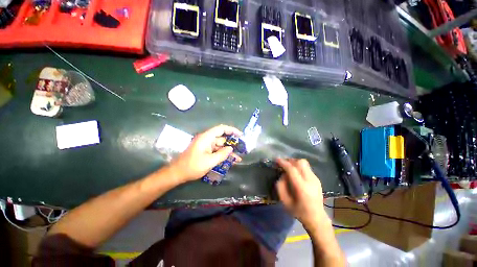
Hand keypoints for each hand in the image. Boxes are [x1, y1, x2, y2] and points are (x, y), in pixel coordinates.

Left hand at [168, 125, 242, 181]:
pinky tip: (231, 160)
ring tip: (239, 158)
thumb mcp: (210, 161)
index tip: (240, 135)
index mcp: (206, 138)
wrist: (177, 173)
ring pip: (220, 146)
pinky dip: (223, 154)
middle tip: (242, 148)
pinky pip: (217, 151)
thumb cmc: (193, 166)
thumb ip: (222, 154)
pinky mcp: (205, 151)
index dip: (232, 130)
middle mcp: (207, 139)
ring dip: (229, 151)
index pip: (221, 129)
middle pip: (222, 138)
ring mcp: (206, 145)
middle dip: (232, 143)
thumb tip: (231, 148)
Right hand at [275, 158, 329, 229]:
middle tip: (283, 164)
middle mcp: (310, 181)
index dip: (283, 163)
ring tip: (288, 167)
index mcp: (302, 188)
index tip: (276, 160)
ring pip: (304, 163)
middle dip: (290, 160)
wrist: (317, 218)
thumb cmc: (299, 211)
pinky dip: (299, 167)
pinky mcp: (317, 179)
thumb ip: (280, 186)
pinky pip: (307, 168)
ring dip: (295, 163)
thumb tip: (282, 174)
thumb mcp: (285, 201)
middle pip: (300, 162)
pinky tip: (296, 173)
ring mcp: (315, 179)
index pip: (292, 169)